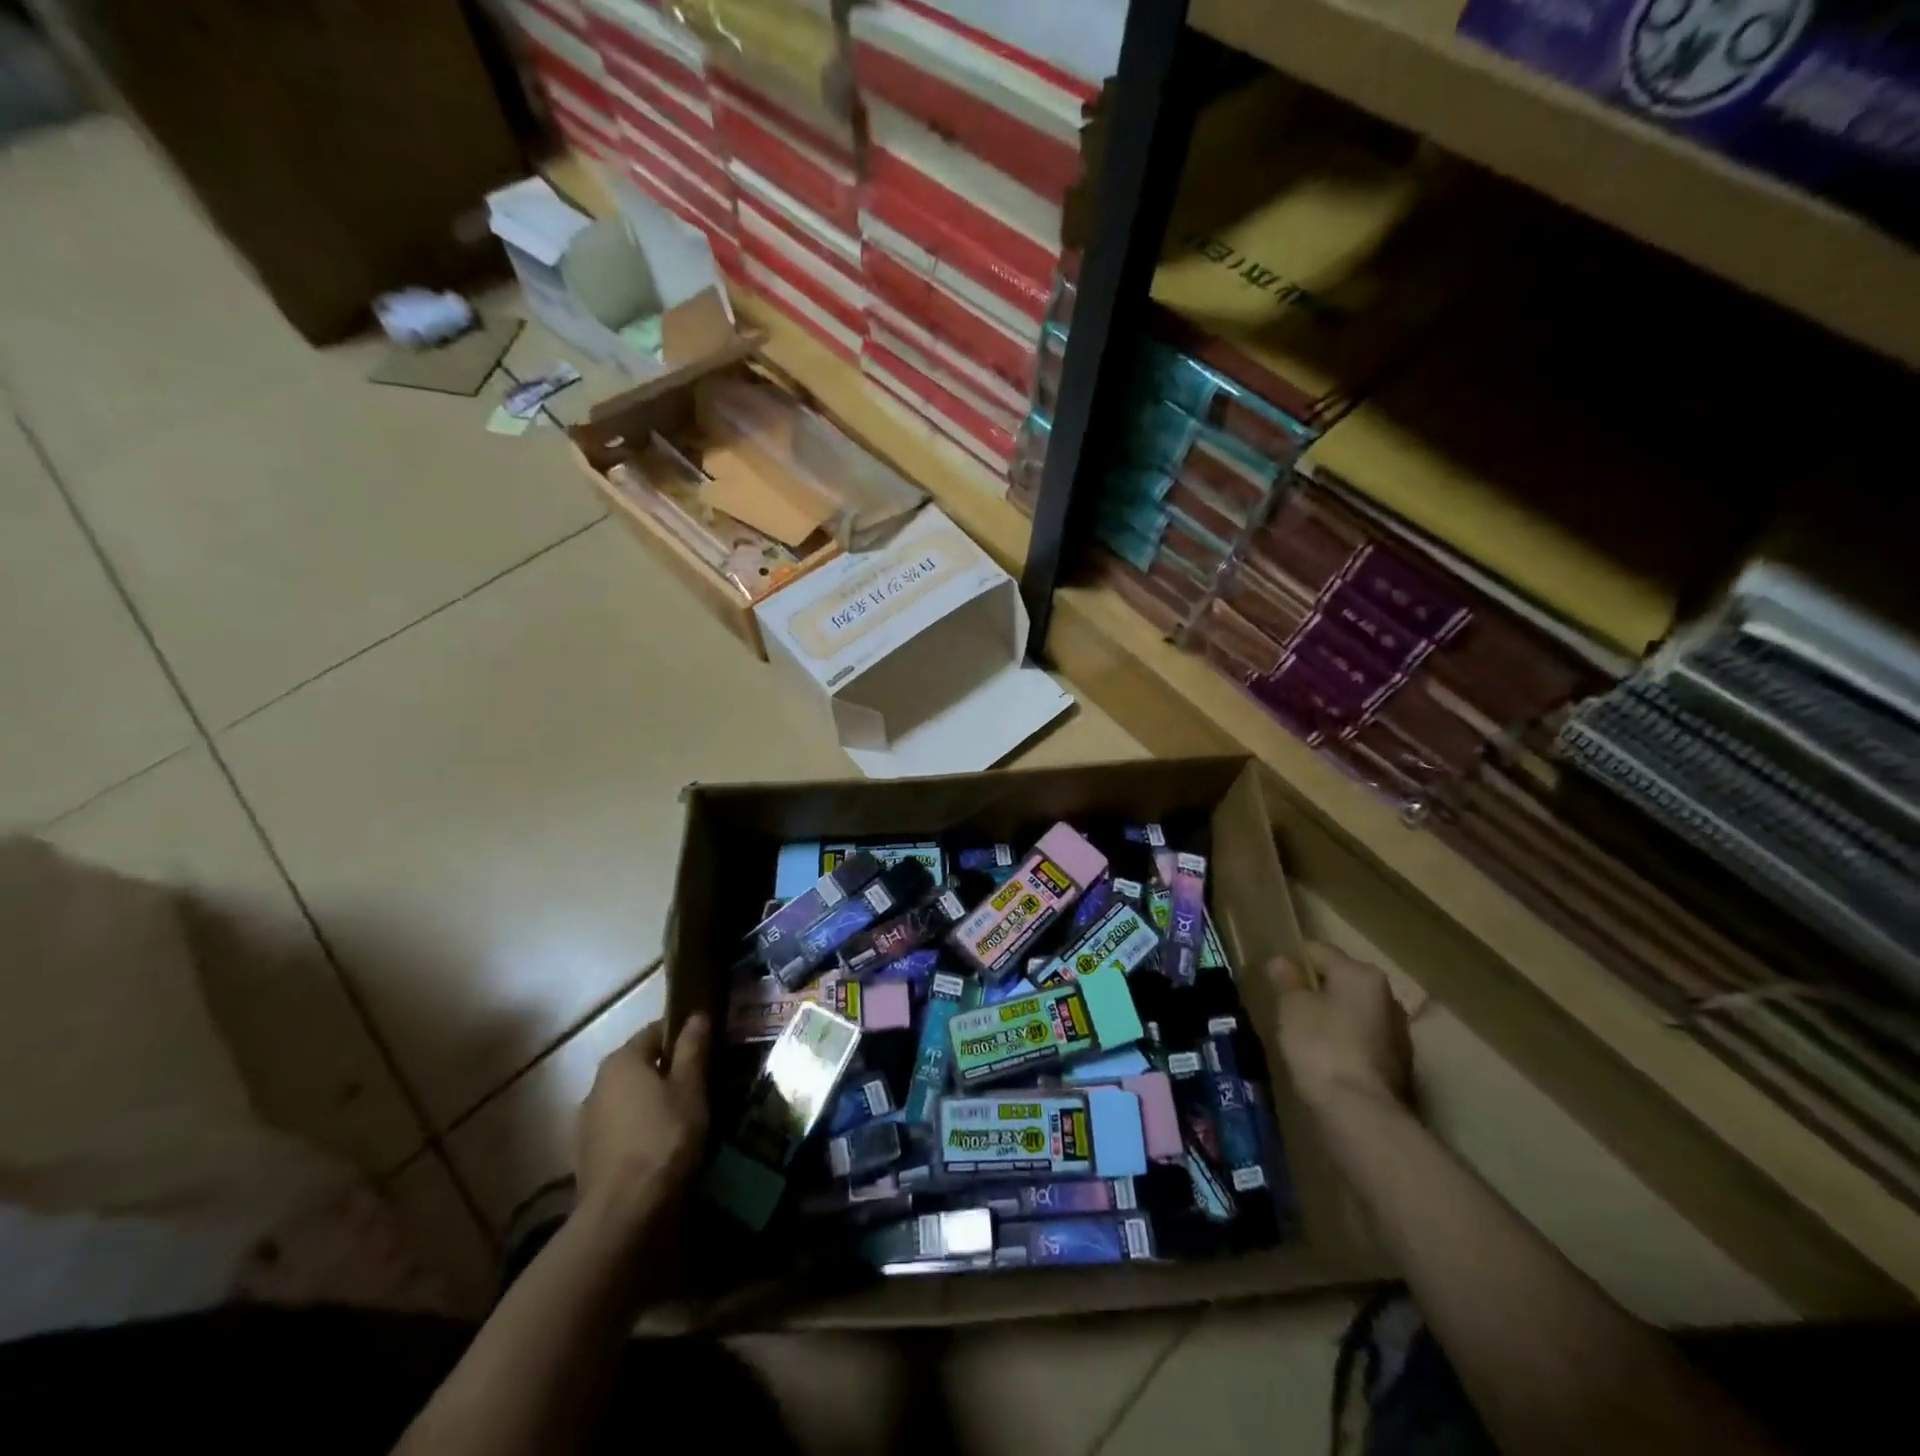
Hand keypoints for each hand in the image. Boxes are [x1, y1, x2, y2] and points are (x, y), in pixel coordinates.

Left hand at [575, 1014, 710, 1234]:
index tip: (708, 1048)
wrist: (623, 1214)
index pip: (656, 1031)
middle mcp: (597, 1084)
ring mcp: (587, 1123)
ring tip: (683, 1117)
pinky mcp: (586, 1156)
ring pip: (629, 1099)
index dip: (684, 1035)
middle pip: (640, 1065)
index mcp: (622, 1060)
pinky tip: (660, 1146)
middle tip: (701, 1084)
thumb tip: (697, 1015)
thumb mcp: (690, 1088)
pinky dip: (639, 1129)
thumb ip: (692, 1049)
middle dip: (668, 1070)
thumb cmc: (664, 1138)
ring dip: (652, 1102)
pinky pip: (620, 1128)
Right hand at [1265, 944, 1412, 1116]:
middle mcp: (1388, 996)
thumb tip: (1281, 961)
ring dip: (1332, 1019)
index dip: (1292, 962)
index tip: (1273, 979)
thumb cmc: (1321, 1046)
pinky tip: (1325, 1060)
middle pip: (1340, 982)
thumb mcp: (1291, 1007)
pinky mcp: (1400, 1066)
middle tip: (1286, 1008)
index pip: (1318, 951)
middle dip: (1315, 991)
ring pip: (1353, 1013)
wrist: (1360, 1113)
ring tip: (1304, 1037)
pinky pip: (1363, 1041)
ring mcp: (1398, 1033)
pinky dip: (1344, 1044)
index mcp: (1362, 974)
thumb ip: (1286, 980)